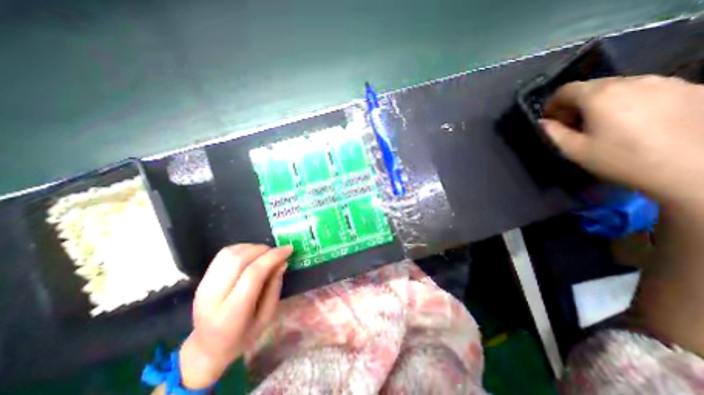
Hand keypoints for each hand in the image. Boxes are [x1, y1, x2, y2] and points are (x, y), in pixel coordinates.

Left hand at [179, 244, 292, 388]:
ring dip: (253, 248)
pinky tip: (251, 255)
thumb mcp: (266, 317)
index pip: (253, 274)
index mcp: (231, 314)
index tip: (289, 249)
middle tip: (278, 252)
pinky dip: (242, 248)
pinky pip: (224, 254)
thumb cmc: (242, 337)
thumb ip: (274, 287)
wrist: (207, 348)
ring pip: (230, 253)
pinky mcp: (202, 279)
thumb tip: (282, 262)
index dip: (273, 257)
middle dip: (264, 250)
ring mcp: (204, 286)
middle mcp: (213, 297)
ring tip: (265, 254)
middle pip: (240, 259)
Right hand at [541, 75, 703, 205]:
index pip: (565, 90)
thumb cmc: (621, 159)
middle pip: (593, 86)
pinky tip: (636, 123)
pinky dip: (632, 102)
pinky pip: (648, 91)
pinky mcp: (692, 88)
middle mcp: (632, 81)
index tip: (550, 120)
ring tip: (606, 124)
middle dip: (576, 104)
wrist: (696, 168)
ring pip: (621, 87)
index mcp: (599, 95)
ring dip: (604, 102)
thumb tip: (543, 122)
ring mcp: (666, 82)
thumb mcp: (574, 150)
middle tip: (575, 124)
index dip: (552, 104)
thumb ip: (553, 133)